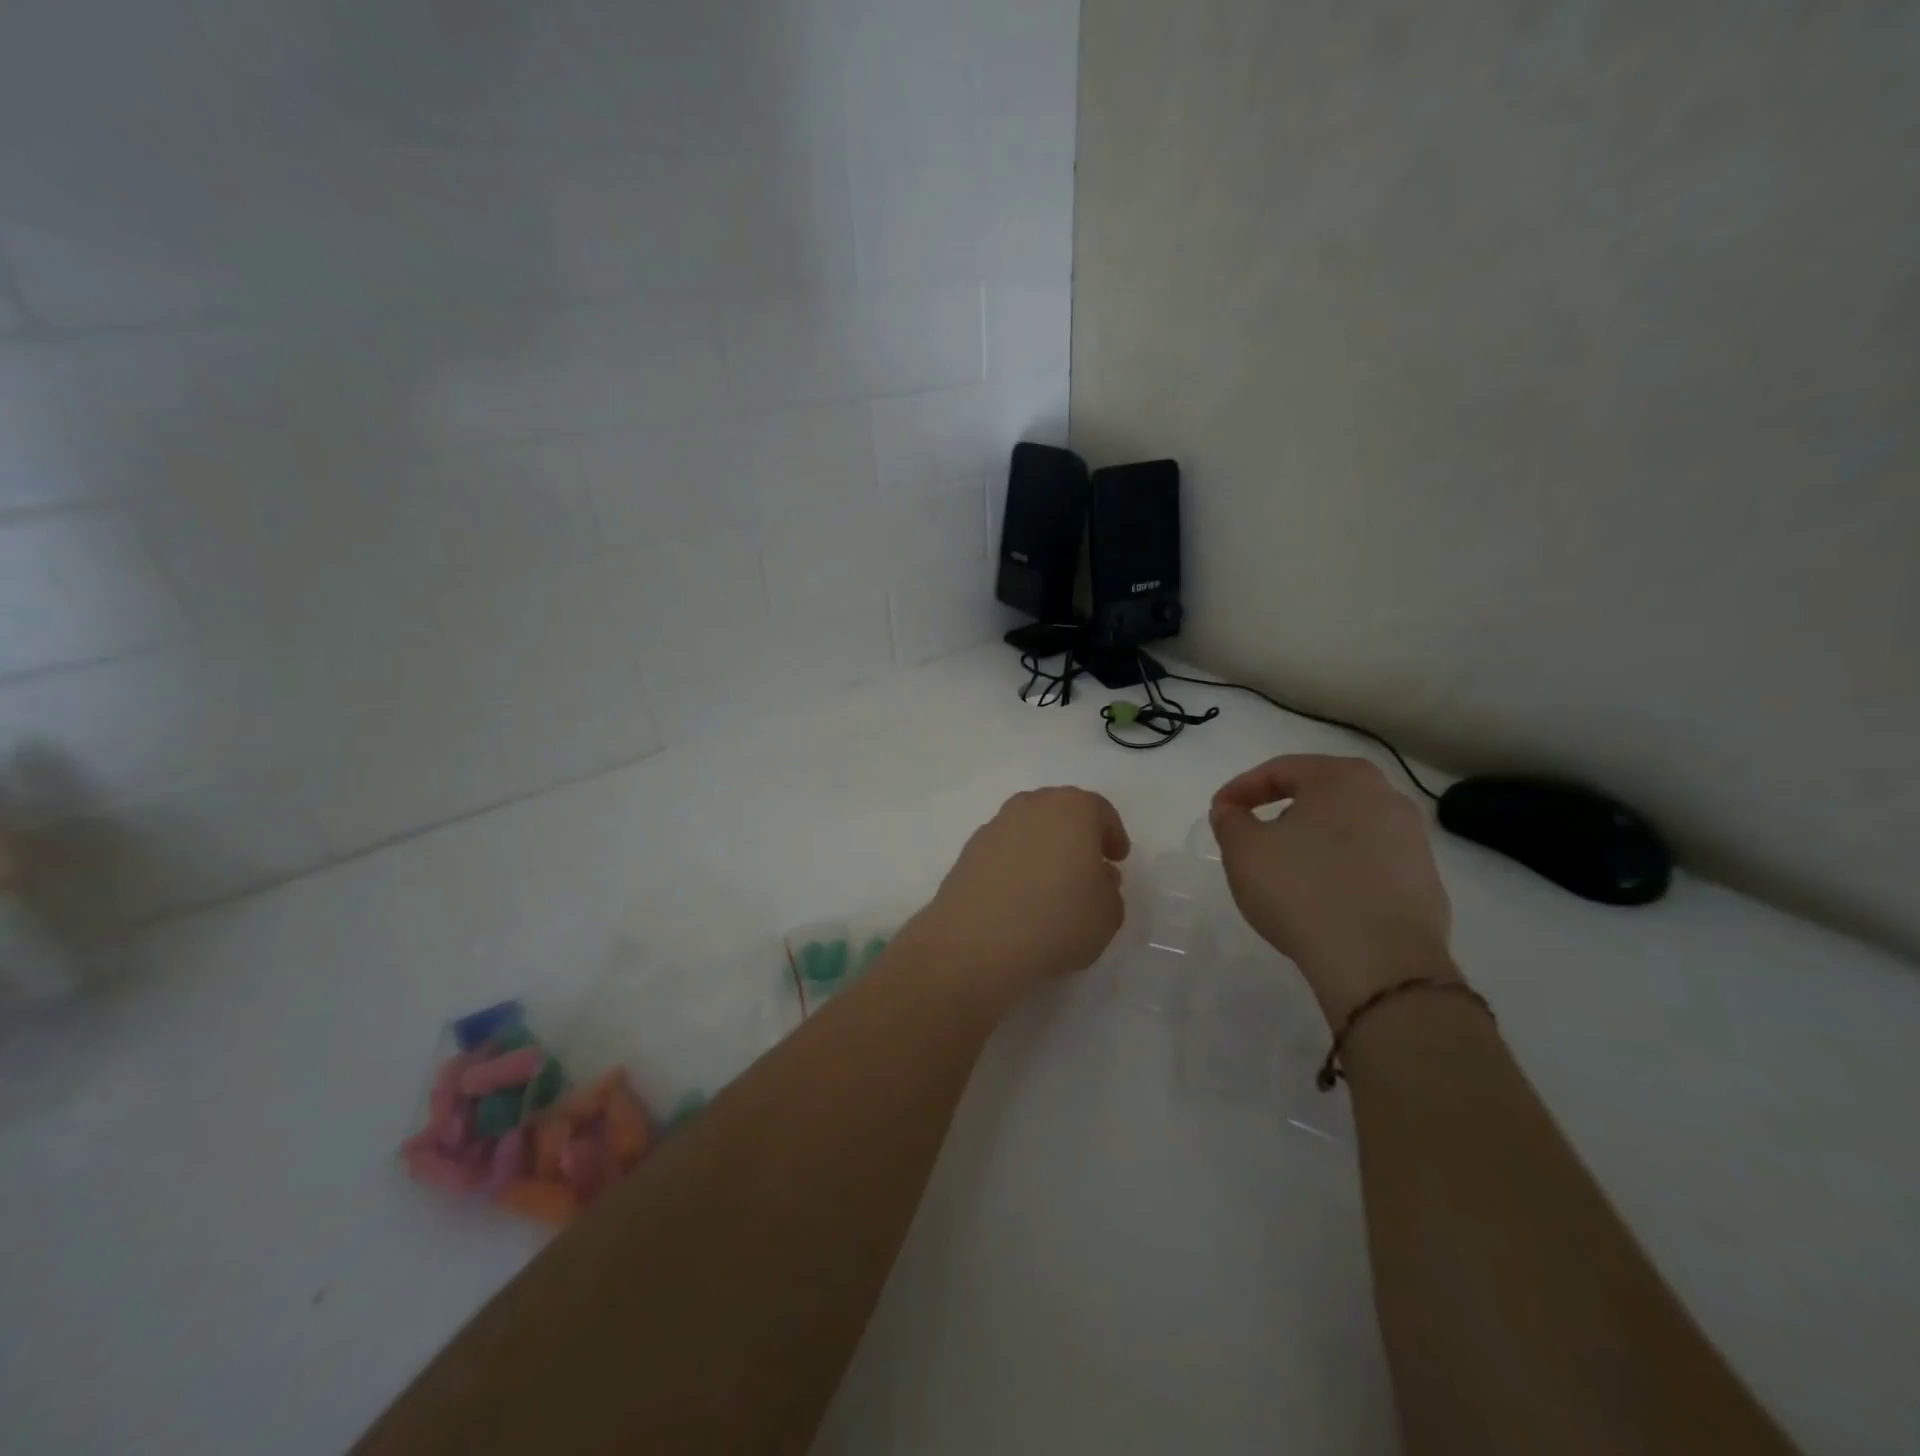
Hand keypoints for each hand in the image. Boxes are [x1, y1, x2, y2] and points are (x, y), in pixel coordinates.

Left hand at [909, 787, 1130, 994]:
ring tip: (1052, 883)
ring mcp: (995, 826)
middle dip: (1076, 834)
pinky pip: (1004, 850)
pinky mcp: (969, 852)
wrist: (976, 942)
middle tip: (1087, 864)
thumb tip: (1096, 876)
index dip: (1112, 834)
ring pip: (1028, 828)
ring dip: (1043, 847)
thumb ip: (1109, 889)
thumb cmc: (1056, 920)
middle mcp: (1030, 807)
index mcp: (1071, 809)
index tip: (1117, 857)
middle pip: (1060, 811)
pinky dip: (1016, 864)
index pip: (1099, 810)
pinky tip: (1020, 896)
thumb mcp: (1108, 914)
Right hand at [1210, 755, 1456, 1026]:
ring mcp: (1413, 841)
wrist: (1381, 964)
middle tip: (1252, 837)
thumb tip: (1231, 811)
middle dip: (1280, 813)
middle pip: (1318, 795)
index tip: (1219, 811)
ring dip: (1312, 843)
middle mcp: (1386, 797)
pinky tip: (1321, 898)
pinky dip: (1340, 871)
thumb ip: (1229, 821)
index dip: (1241, 789)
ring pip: (1346, 830)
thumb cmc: (1303, 890)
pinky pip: (1369, 864)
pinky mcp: (1425, 883)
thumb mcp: (1244, 851)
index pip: (1280, 770)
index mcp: (1342, 778)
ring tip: (1286, 872)